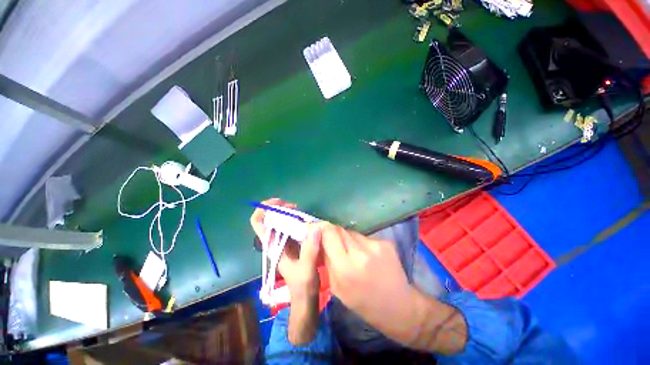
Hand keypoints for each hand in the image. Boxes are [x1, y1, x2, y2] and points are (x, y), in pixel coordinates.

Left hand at [250, 198, 321, 344]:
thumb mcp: (306, 269)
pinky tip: (307, 223)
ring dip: (290, 214)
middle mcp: (275, 242)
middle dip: (281, 209)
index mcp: (272, 247)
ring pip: (281, 222)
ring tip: (303, 214)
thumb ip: (309, 249)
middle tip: (296, 208)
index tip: (280, 204)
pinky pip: (291, 227)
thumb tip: (314, 227)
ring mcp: (283, 244)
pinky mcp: (292, 245)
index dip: (264, 209)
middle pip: (270, 219)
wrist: (305, 301)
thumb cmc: (303, 287)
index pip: (258, 223)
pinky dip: (297, 221)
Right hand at [319, 223, 416, 340]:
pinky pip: (365, 237)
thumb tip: (318, 240)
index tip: (319, 231)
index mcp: (345, 267)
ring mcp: (375, 245)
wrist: (398, 306)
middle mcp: (360, 252)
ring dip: (348, 239)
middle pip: (340, 229)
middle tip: (334, 243)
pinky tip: (367, 256)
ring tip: (353, 253)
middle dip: (333, 234)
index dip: (322, 229)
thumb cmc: (362, 303)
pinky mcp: (386, 242)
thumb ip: (326, 261)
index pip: (329, 233)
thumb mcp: (337, 287)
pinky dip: (361, 244)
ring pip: (352, 232)